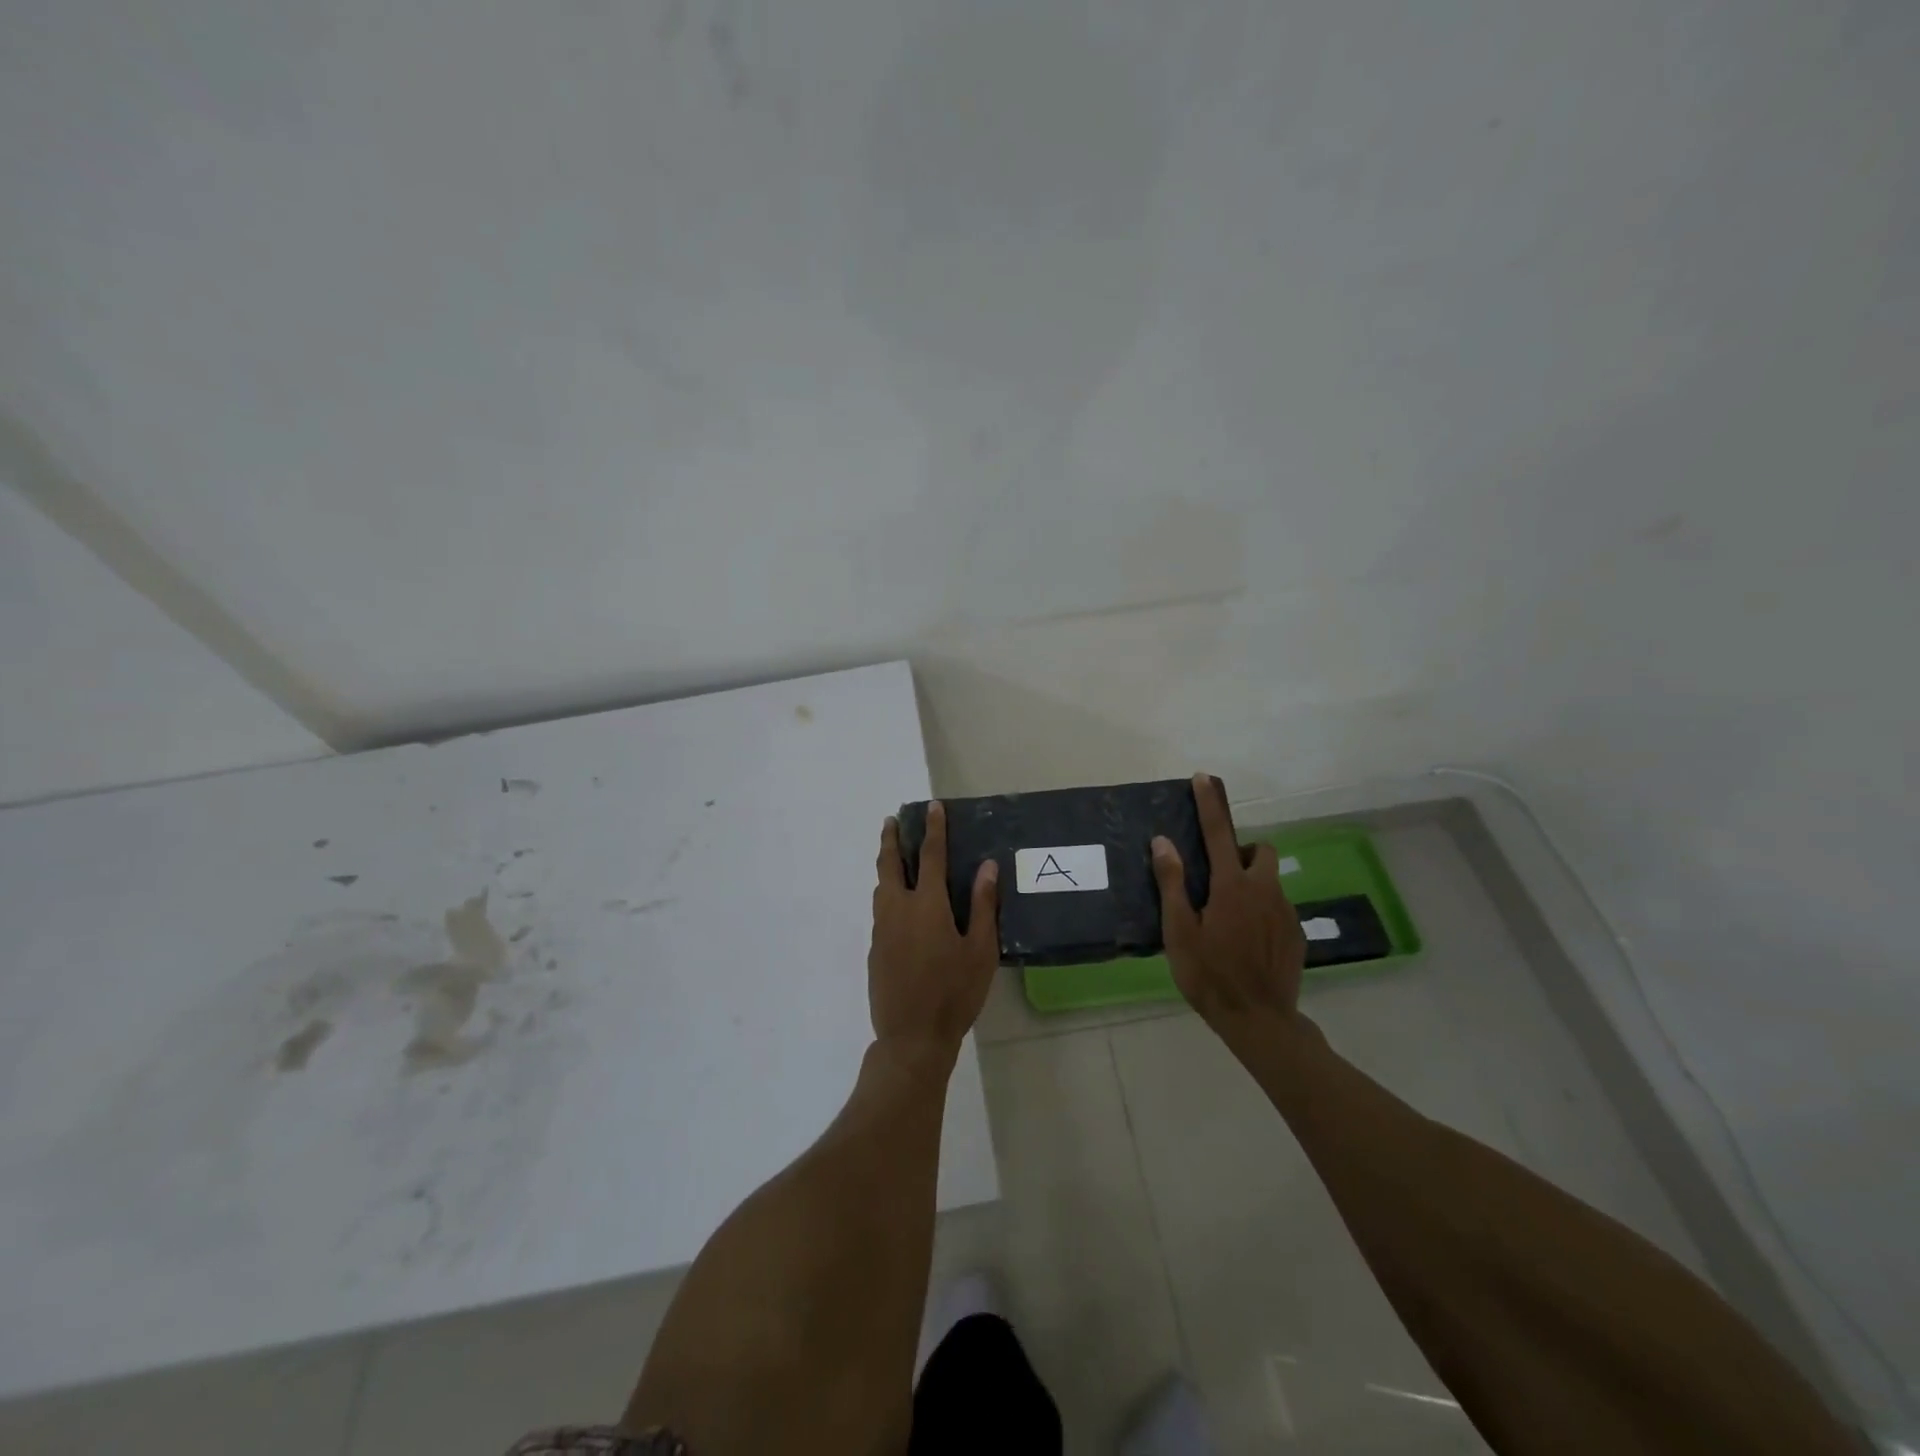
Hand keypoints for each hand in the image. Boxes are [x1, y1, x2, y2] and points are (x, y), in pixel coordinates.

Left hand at [868, 802, 999, 1064]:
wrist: (911, 1037)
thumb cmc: (954, 993)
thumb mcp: (980, 951)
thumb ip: (984, 906)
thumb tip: (988, 866)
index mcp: (927, 905)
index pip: (930, 856)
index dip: (933, 829)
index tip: (932, 807)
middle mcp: (898, 909)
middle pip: (890, 865)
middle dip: (891, 839)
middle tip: (892, 821)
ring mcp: (881, 930)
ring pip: (881, 887)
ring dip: (886, 866)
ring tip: (893, 857)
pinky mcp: (874, 949)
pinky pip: (880, 911)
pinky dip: (887, 895)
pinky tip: (898, 906)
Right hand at [1151, 773, 1306, 1031]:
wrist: (1259, 1021)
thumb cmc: (1209, 975)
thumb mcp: (1180, 931)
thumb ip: (1172, 883)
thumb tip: (1163, 842)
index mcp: (1232, 886)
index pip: (1217, 832)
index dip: (1210, 803)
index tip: (1204, 778)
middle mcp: (1265, 890)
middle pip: (1260, 851)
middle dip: (1241, 851)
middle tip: (1217, 876)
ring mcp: (1286, 913)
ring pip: (1270, 880)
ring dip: (1251, 882)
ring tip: (1228, 915)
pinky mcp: (1297, 934)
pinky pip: (1278, 907)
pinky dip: (1262, 909)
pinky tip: (1246, 940)